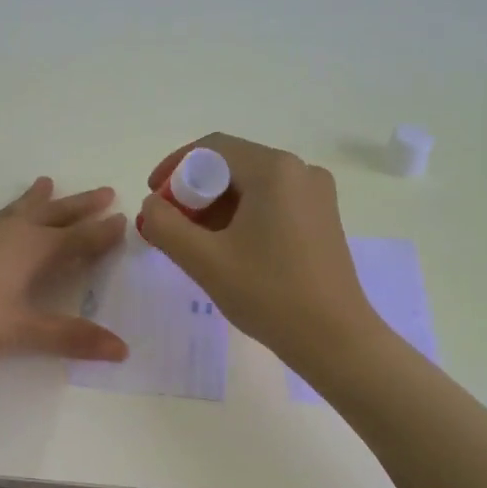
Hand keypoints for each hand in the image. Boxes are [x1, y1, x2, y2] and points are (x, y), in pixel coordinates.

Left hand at [0, 178, 129, 361]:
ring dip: (33, 198)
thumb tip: (122, 349)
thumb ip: (72, 338)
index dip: (103, 232)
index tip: (124, 219)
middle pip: (53, 215)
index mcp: (33, 251)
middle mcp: (9, 233)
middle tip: (103, 192)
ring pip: (13, 210)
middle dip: (80, 206)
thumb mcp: (23, 332)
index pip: (78, 239)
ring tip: (46, 181)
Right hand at [138, 134, 377, 363]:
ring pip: (251, 187)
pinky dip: (242, 217)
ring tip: (193, 243)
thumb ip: (166, 225)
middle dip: (193, 192)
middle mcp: (301, 170)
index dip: (174, 168)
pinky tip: (228, 250)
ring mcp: (316, 195)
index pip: (211, 148)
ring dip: (215, 207)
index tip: (152, 199)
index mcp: (275, 169)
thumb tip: (153, 205)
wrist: (334, 339)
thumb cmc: (268, 294)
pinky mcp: (322, 219)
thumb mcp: (204, 260)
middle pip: (232, 166)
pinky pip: (271, 204)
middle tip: (169, 227)